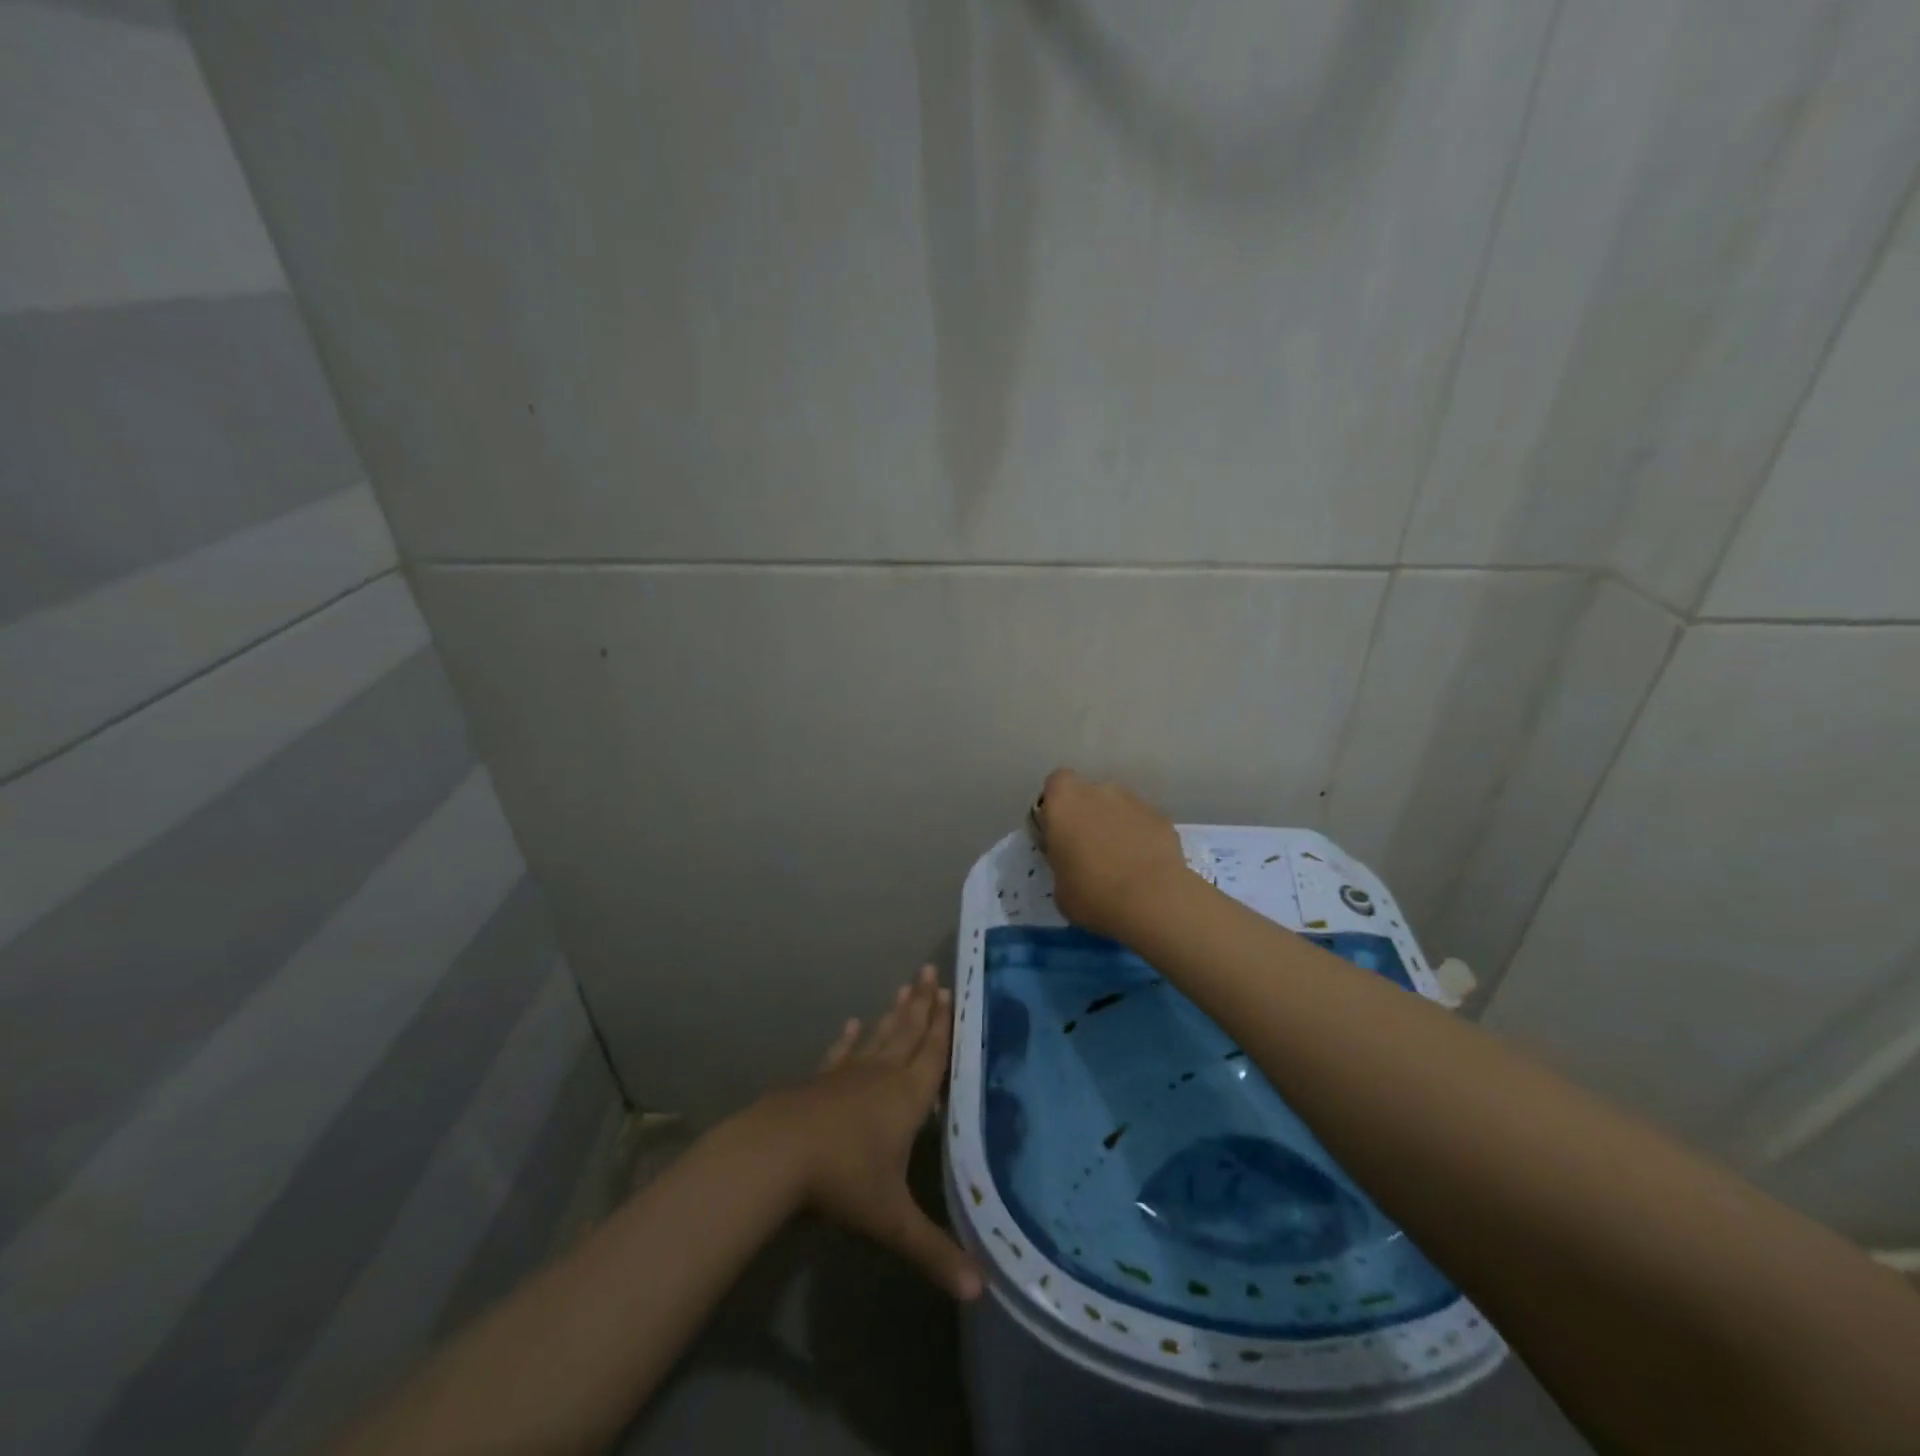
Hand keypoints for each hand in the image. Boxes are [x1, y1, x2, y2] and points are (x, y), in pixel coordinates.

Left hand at [757, 967, 981, 1300]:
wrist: (779, 1153)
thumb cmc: (844, 1179)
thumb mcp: (893, 1219)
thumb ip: (935, 1251)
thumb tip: (981, 1289)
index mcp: (907, 1097)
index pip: (933, 1053)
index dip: (944, 1025)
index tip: (951, 992)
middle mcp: (883, 1075)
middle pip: (908, 1033)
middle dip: (923, 1004)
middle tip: (930, 971)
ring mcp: (849, 1074)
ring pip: (880, 1036)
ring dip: (895, 1013)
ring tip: (905, 987)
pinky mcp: (821, 1081)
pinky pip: (842, 1053)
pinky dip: (850, 1039)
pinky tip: (852, 1024)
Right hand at [1034, 768, 1191, 941]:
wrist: (1152, 902)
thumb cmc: (1092, 894)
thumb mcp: (1059, 886)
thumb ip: (1062, 862)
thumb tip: (1073, 863)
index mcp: (1065, 802)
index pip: (1056, 783)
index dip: (1057, 805)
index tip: (1060, 831)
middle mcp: (1099, 790)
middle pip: (1090, 794)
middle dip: (1088, 814)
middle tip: (1090, 849)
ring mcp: (1135, 800)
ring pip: (1118, 806)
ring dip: (1116, 824)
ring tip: (1122, 860)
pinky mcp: (1162, 816)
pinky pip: (1143, 821)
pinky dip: (1142, 836)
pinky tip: (1145, 864)